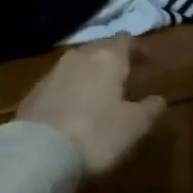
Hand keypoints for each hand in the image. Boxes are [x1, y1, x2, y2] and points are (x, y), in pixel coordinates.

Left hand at [17, 41, 166, 175]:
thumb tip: (159, 99)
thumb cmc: (95, 135)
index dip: (138, 48)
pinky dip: (71, 88)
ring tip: (100, 91)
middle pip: (100, 49)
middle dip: (113, 59)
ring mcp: (52, 72)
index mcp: (107, 59)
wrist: (38, 151)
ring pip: (78, 64)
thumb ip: (149, 110)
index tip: (149, 61)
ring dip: (91, 73)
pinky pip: (60, 82)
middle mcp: (79, 57)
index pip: (126, 41)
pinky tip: (74, 106)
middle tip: (125, 74)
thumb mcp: (133, 127)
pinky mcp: (34, 91)